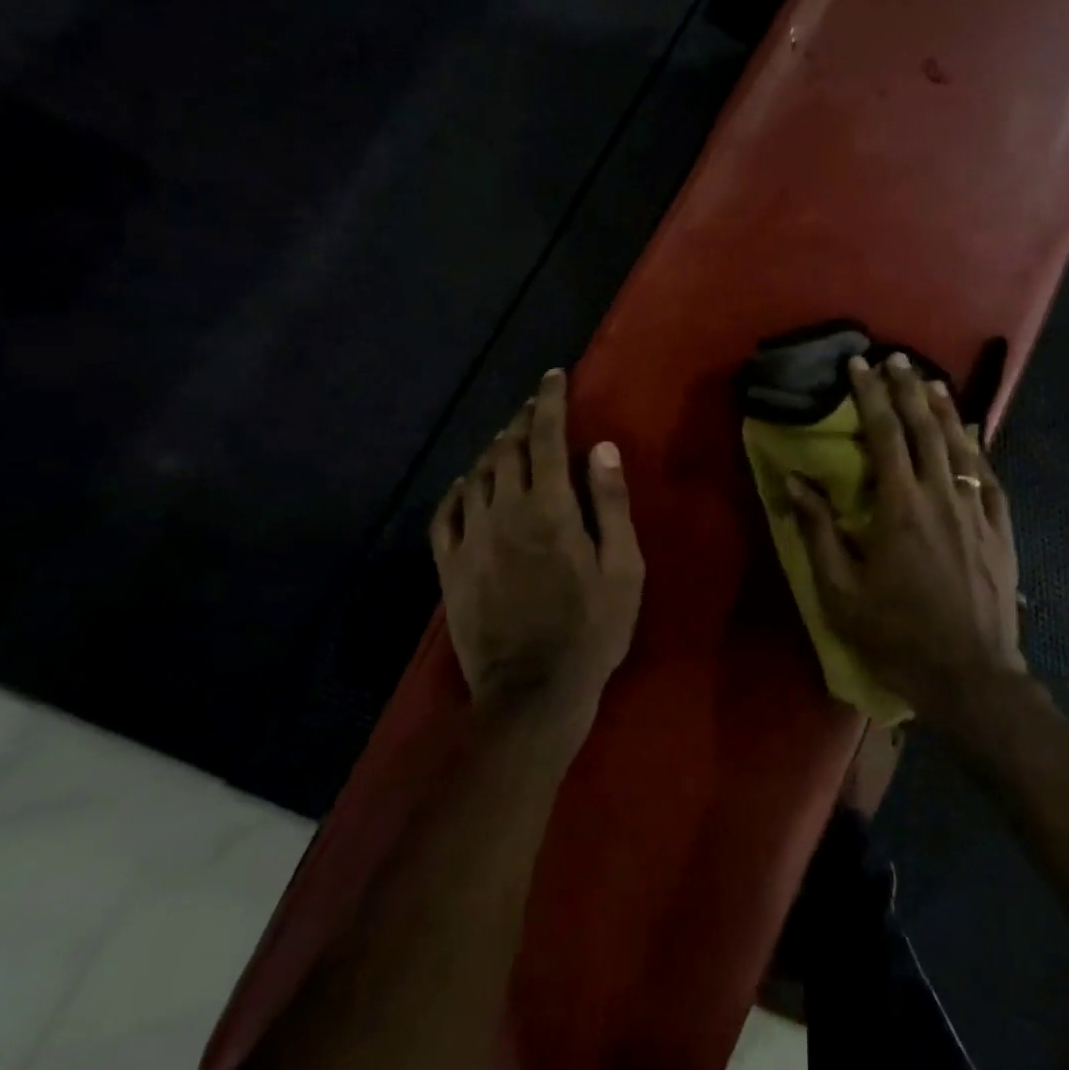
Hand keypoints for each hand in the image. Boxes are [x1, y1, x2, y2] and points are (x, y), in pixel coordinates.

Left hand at [429, 369, 643, 737]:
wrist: (533, 693)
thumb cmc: (592, 631)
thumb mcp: (623, 569)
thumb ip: (610, 505)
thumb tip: (602, 448)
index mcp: (549, 509)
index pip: (545, 438)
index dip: (550, 402)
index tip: (553, 376)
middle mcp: (503, 513)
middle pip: (508, 449)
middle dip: (523, 420)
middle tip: (537, 406)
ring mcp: (471, 541)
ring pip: (476, 475)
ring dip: (494, 449)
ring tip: (509, 440)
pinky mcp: (450, 568)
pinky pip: (445, 514)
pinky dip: (457, 489)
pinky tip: (467, 484)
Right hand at [786, 352, 1024, 730]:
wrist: (970, 675)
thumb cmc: (897, 634)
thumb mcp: (840, 591)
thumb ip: (818, 531)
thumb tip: (794, 482)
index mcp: (900, 506)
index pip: (884, 434)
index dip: (870, 395)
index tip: (859, 365)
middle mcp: (941, 494)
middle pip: (925, 427)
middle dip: (908, 388)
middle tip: (895, 358)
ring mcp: (977, 510)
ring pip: (962, 444)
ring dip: (945, 408)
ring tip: (932, 381)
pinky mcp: (1001, 529)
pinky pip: (989, 475)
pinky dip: (978, 448)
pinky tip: (973, 435)